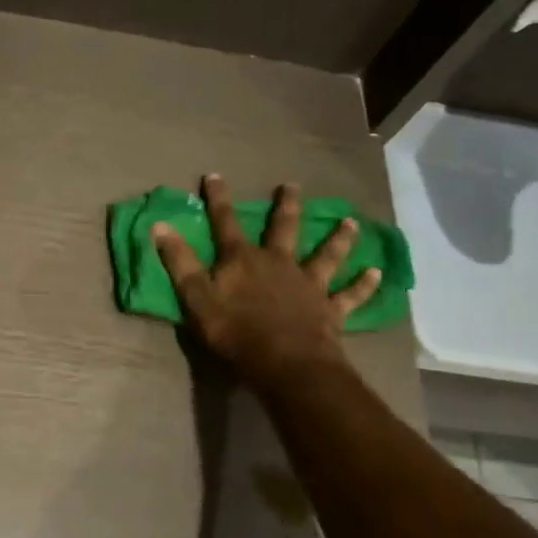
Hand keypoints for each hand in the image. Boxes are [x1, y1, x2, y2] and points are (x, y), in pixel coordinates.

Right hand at [154, 176, 380, 390]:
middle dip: (287, 205)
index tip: (214, 176)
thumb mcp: (196, 298)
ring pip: (326, 255)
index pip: (226, 223)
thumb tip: (160, 225)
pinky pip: (350, 295)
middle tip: (293, 185)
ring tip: (350, 221)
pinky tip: (377, 273)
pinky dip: (363, 285)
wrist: (285, 362)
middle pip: (284, 228)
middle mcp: (279, 263)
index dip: (218, 200)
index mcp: (243, 260)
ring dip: (339, 238)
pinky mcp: (330, 309)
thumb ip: (179, 262)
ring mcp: (309, 285)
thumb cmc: (235, 331)